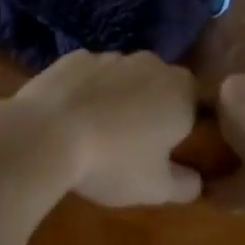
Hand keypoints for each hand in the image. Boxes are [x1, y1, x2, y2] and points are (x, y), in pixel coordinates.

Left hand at [2, 51, 202, 207]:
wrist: (44, 134)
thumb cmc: (112, 162)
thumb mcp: (155, 188)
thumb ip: (185, 185)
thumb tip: (196, 182)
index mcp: (181, 93)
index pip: (200, 104)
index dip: (189, 125)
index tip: (172, 149)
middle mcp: (151, 64)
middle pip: (162, 86)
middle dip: (154, 108)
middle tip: (136, 143)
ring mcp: (110, 56)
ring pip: (125, 77)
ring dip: (120, 97)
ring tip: (99, 131)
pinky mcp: (74, 57)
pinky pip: (91, 75)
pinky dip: (88, 90)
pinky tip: (72, 116)